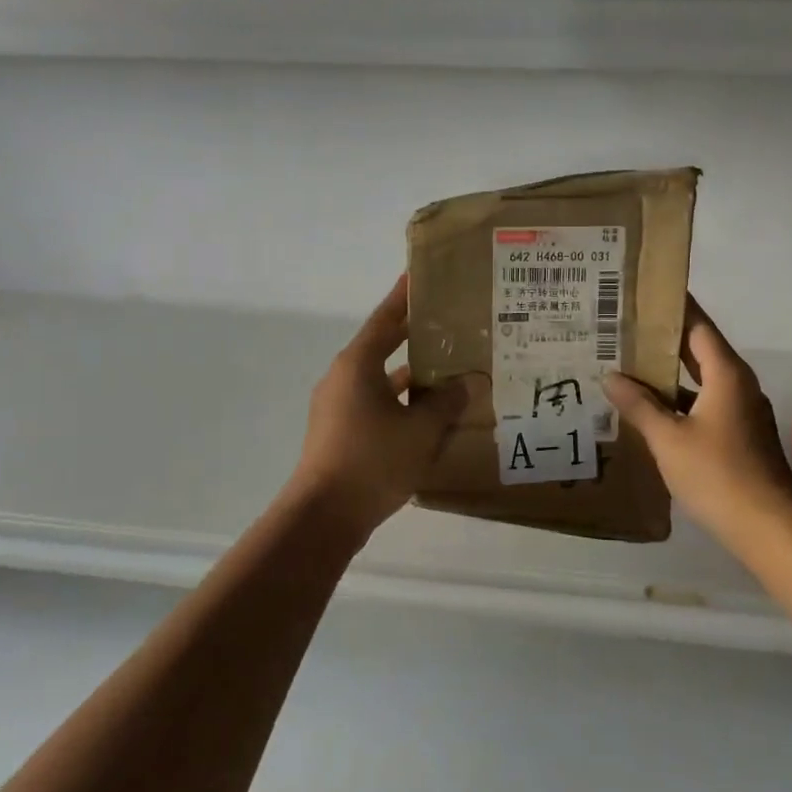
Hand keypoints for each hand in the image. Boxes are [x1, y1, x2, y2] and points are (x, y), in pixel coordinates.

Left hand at [289, 275, 484, 536]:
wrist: (324, 516)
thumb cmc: (372, 461)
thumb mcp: (420, 430)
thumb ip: (446, 402)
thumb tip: (468, 383)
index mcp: (357, 365)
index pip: (385, 319)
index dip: (404, 297)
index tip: (419, 276)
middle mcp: (343, 378)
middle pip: (383, 347)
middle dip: (414, 337)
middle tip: (449, 324)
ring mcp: (338, 407)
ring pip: (381, 381)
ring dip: (411, 376)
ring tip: (449, 371)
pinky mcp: (340, 433)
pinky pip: (376, 406)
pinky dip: (401, 405)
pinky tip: (429, 417)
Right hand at [603, 298, 791, 541]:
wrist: (769, 527)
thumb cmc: (718, 474)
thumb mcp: (669, 439)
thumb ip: (639, 405)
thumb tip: (611, 376)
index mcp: (726, 373)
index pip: (697, 325)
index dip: (671, 307)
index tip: (642, 292)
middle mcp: (737, 384)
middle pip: (697, 349)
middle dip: (662, 338)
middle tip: (621, 327)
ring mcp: (740, 410)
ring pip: (698, 379)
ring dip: (666, 373)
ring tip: (625, 364)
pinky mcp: (737, 434)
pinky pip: (702, 403)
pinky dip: (676, 399)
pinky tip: (647, 408)